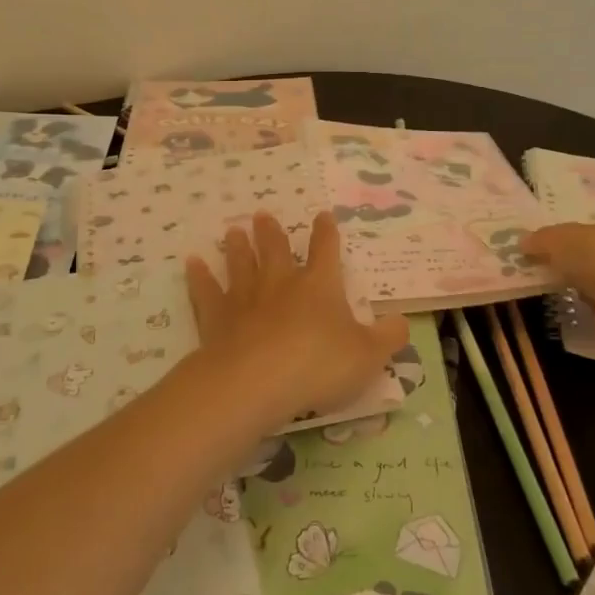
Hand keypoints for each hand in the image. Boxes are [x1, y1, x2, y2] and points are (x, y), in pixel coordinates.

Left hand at [184, 211, 409, 435]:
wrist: (257, 380)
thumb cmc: (319, 365)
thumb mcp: (368, 356)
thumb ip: (388, 338)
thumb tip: (401, 322)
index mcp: (320, 286)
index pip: (326, 251)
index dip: (326, 233)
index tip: (322, 216)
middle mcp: (282, 283)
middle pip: (276, 250)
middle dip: (272, 232)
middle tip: (262, 215)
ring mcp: (246, 297)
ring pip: (241, 264)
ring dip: (238, 247)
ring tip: (232, 230)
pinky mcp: (217, 317)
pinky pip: (206, 291)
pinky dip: (199, 277)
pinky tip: (192, 263)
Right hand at [520, 214, 594, 348]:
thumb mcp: (560, 240)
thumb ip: (541, 239)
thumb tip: (524, 243)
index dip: (575, 230)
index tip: (551, 243)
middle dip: (573, 258)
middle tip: (542, 263)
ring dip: (578, 282)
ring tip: (549, 286)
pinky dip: (586, 304)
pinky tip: (569, 305)